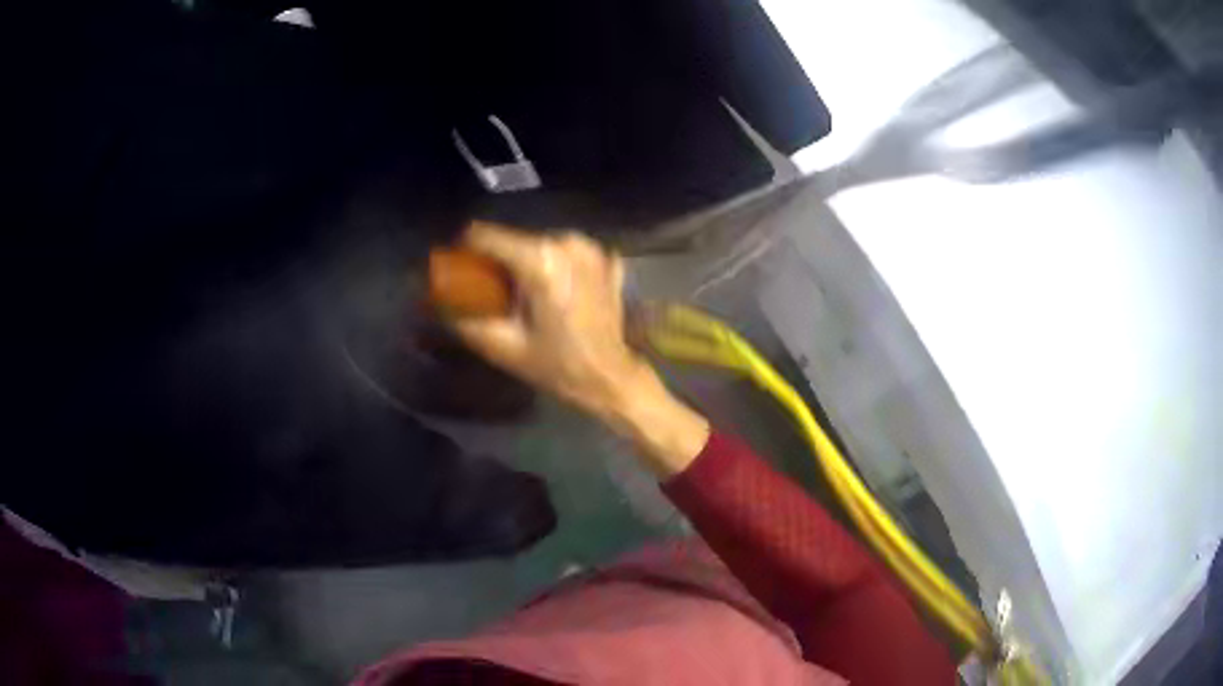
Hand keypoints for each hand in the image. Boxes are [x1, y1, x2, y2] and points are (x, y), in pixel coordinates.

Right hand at [451, 222, 708, 475]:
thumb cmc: (558, 365)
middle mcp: (567, 243)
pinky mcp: (606, 259)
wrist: (612, 378)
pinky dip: (558, 267)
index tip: (458, 265)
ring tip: (527, 295)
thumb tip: (438, 304)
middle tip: (493, 291)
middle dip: (499, 261)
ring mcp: (592, 248)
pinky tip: (559, 293)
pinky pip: (568, 254)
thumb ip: (466, 320)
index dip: (466, 248)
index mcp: (540, 261)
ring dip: (528, 263)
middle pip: (515, 239)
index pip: (486, 235)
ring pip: (542, 244)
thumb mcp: (504, 347)